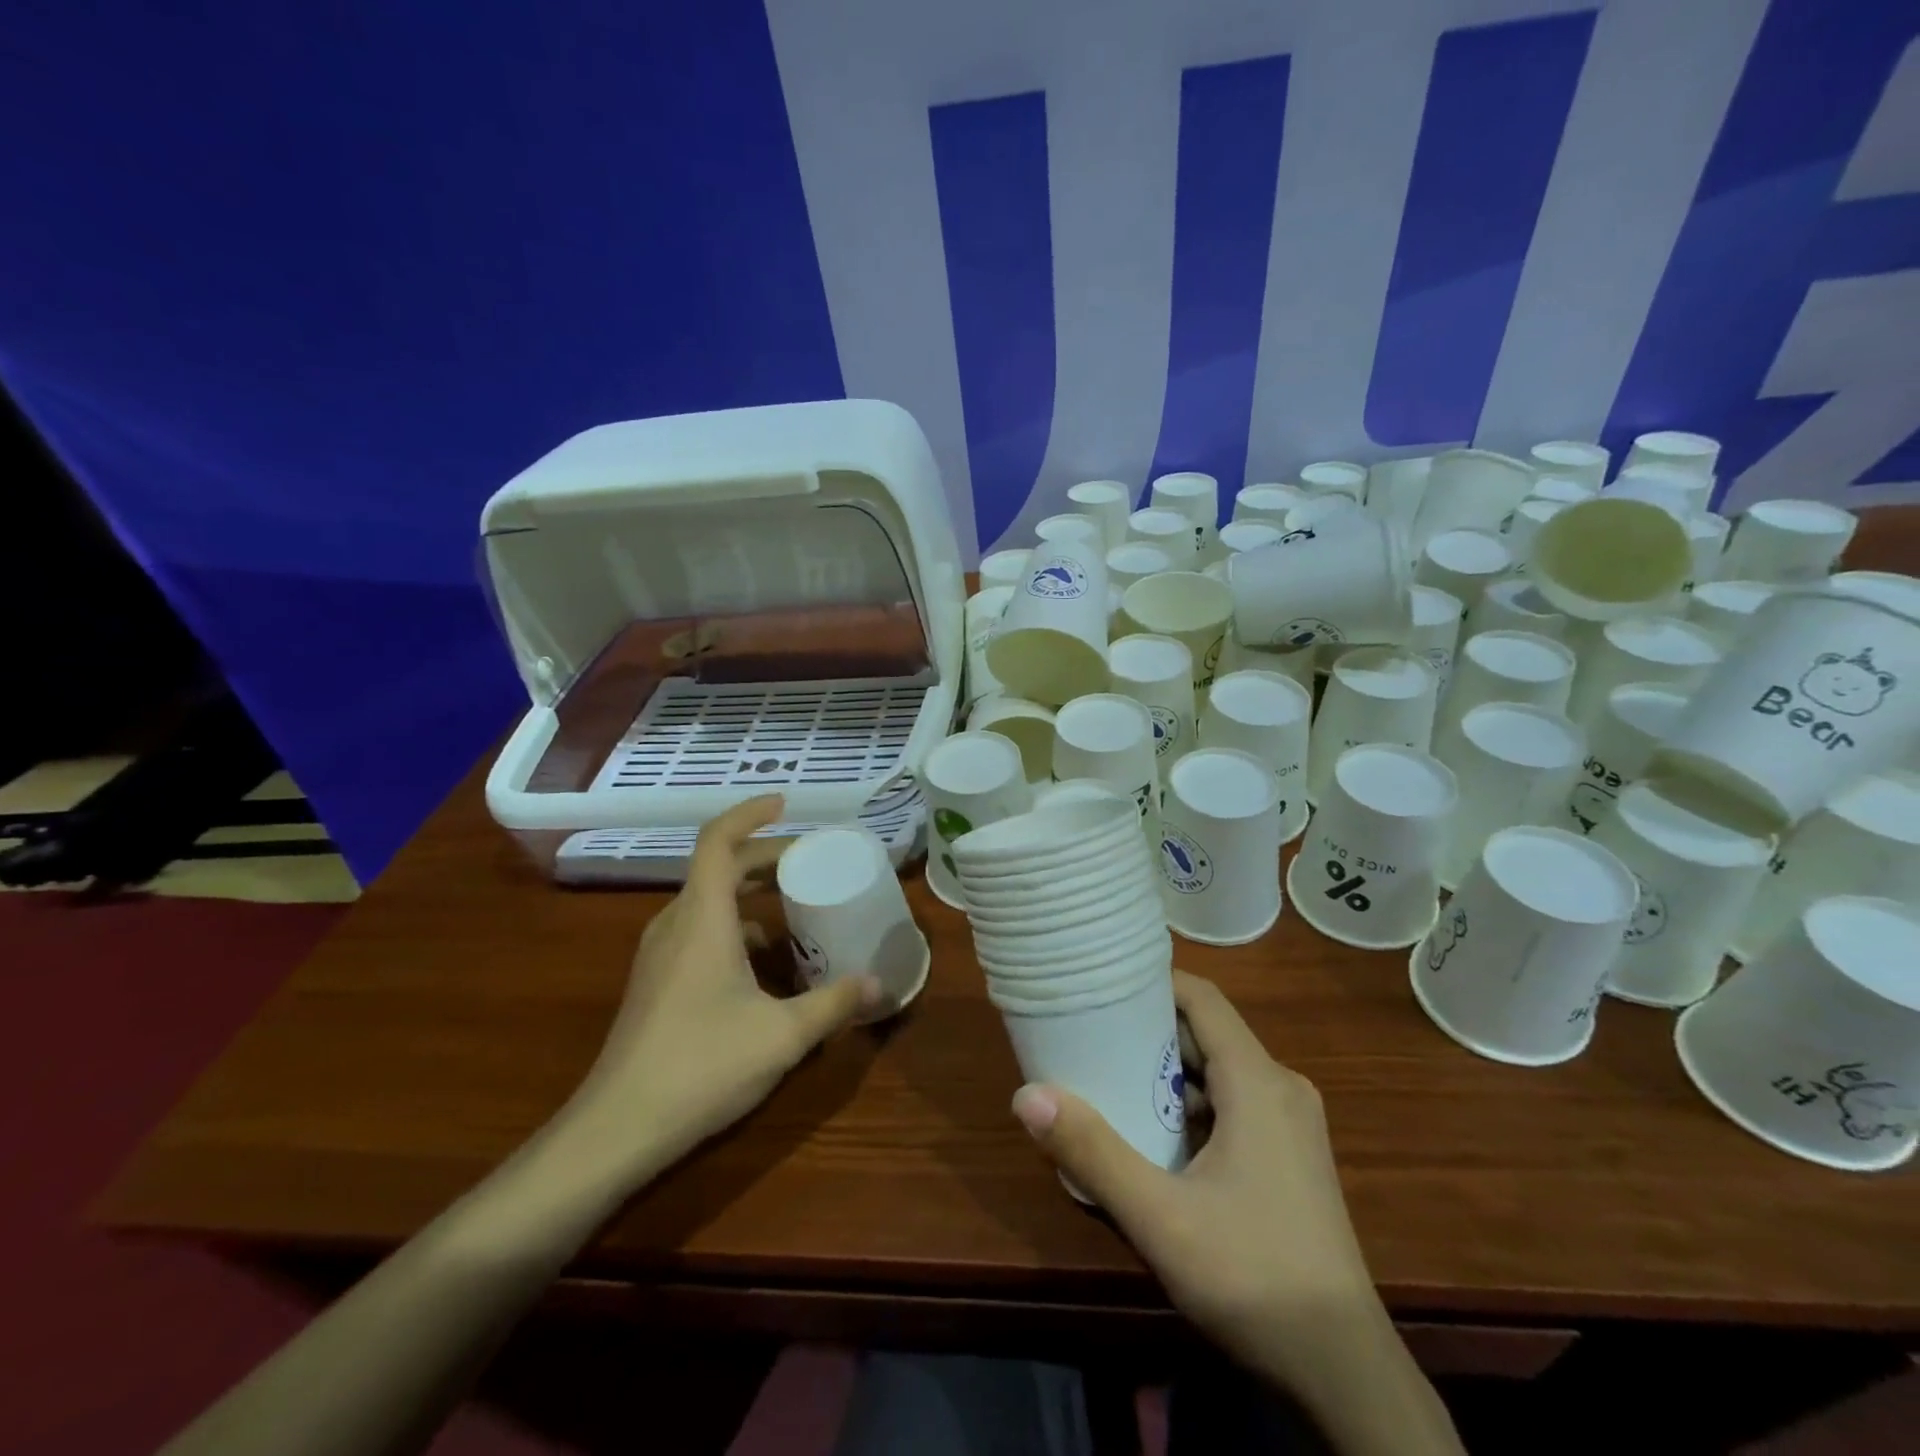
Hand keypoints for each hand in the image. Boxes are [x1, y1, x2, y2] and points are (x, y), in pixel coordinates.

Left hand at [562, 796, 877, 1185]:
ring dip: (746, 890)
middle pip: (716, 867)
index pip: (717, 841)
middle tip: (807, 859)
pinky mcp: (654, 982)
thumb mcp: (783, 1035)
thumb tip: (880, 984)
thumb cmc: (702, 1066)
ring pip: (705, 900)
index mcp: (703, 919)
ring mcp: (658, 955)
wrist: (617, 1129)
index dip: (749, 814)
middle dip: (762, 855)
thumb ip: (834, 1004)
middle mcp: (675, 925)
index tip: (784, 804)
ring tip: (791, 904)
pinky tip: (762, 962)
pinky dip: (732, 924)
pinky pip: (697, 930)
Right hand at [1010, 971, 1372, 1383]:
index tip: (1102, 984)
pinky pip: (1233, 1106)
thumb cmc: (1253, 1277)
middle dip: (1148, 1032)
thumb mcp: (1160, 1216)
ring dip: (1167, 1074)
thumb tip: (1026, 1095)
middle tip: (1089, 1035)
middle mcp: (1280, 1087)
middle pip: (1206, 1034)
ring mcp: (1291, 1124)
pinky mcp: (1291, 1157)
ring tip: (1108, 1080)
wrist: (1346, 1374)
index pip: (1202, 998)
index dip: (1153, 981)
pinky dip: (1191, 1107)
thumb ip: (1092, 1151)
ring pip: (1218, 1073)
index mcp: (1258, 1081)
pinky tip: (1153, 1137)